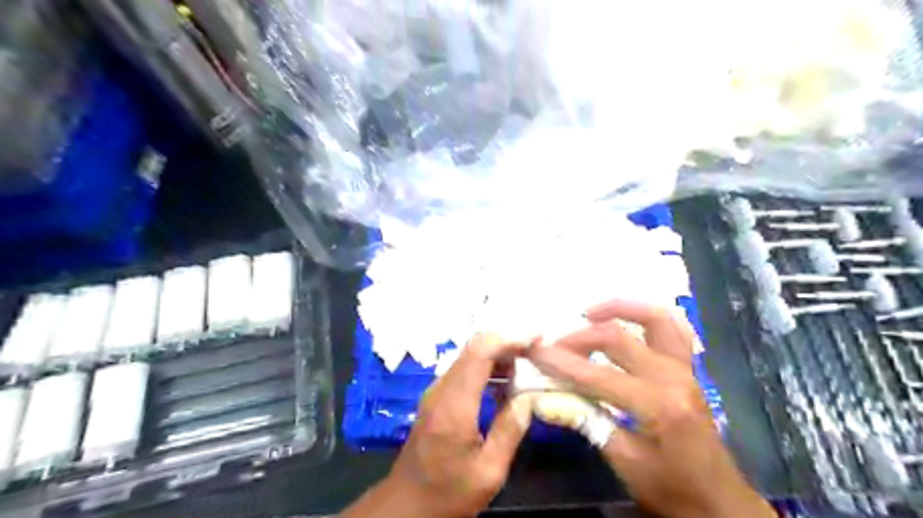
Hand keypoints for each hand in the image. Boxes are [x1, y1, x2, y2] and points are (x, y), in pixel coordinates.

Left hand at [342, 334, 533, 515]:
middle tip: (538, 349)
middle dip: (508, 341)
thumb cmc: (448, 494)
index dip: (509, 337)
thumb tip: (530, 398)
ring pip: (469, 355)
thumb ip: (510, 430)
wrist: (406, 505)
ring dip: (499, 352)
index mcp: (454, 404)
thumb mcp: (488, 472)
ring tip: (529, 362)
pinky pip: (465, 369)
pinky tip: (507, 380)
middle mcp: (442, 389)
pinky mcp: (437, 397)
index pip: (480, 352)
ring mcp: (436, 391)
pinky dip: (489, 365)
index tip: (537, 336)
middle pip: (474, 347)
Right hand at [527, 300, 772, 517]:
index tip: (533, 352)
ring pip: (655, 317)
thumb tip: (546, 398)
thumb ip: (586, 421)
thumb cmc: (672, 490)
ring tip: (589, 313)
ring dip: (620, 308)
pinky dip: (646, 316)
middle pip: (617, 337)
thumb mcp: (624, 462)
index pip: (596, 374)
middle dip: (578, 337)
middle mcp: (673, 377)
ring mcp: (685, 368)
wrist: (720, 503)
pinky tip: (625, 320)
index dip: (560, 362)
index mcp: (657, 405)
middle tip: (552, 345)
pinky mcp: (688, 369)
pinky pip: (672, 328)